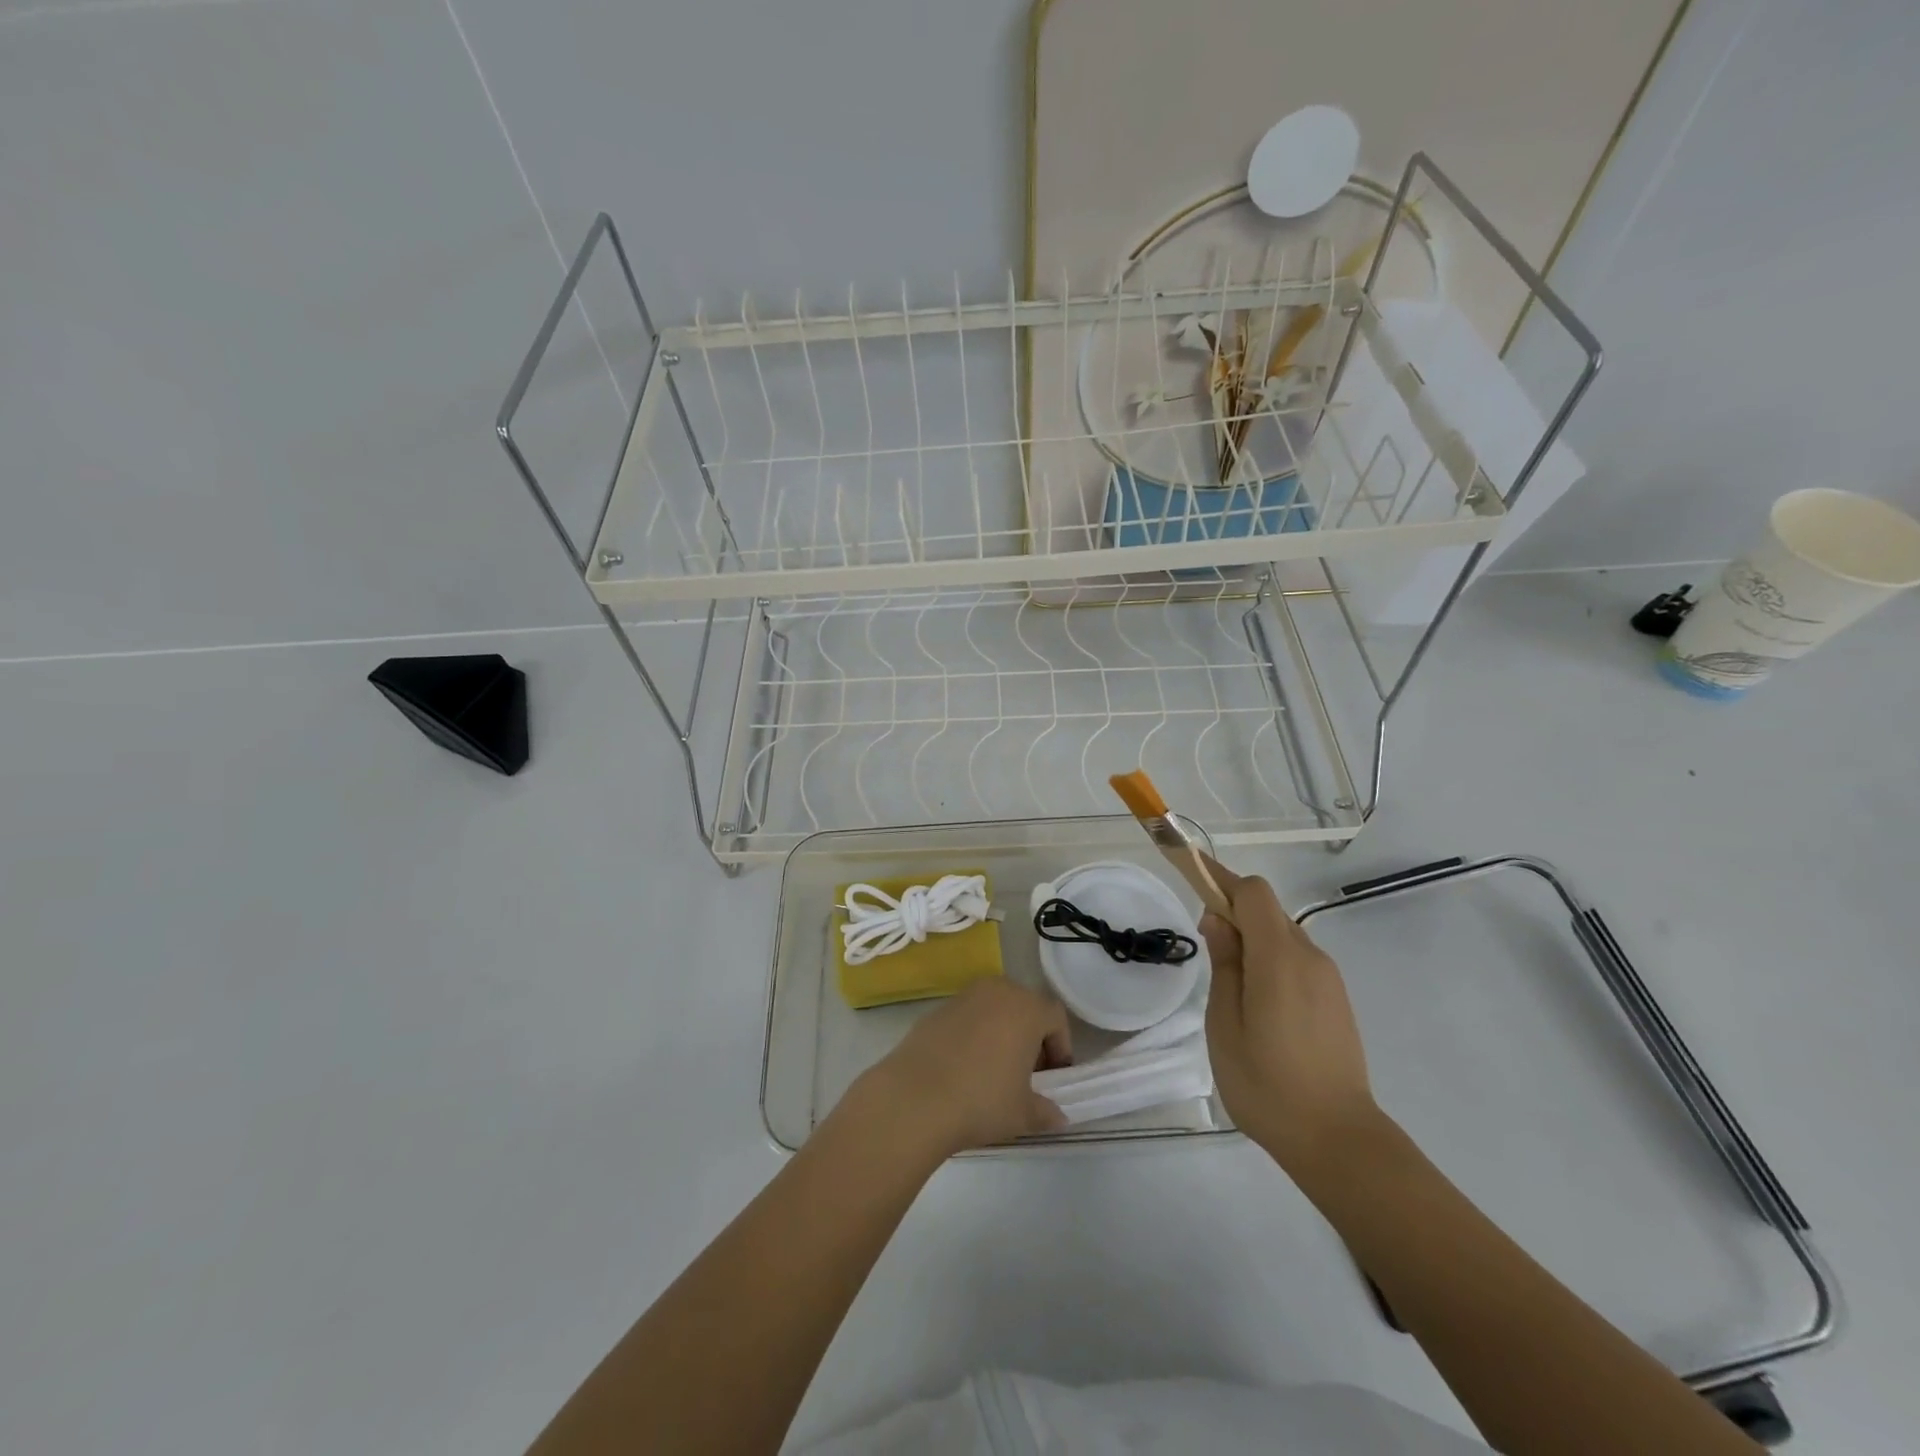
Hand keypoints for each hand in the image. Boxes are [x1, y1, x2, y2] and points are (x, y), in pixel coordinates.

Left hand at [852, 979, 1073, 1158]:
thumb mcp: (1022, 1114)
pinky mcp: (936, 1009)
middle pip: (1024, 1006)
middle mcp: (997, 991)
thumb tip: (1057, 1116)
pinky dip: (973, 1034)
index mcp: (1026, 1008)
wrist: (914, 1097)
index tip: (1053, 1076)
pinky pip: (967, 1017)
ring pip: (994, 1008)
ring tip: (994, 1070)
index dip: (1060, 1046)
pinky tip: (963, 1068)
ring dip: (1001, 1032)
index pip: (1055, 1017)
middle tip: (1026, 1073)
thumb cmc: (981, 1100)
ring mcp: (964, 996)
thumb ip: (1045, 1111)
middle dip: (1030, 1036)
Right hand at [1201, 863, 1379, 1175]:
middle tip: (1208, 949)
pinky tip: (1260, 1007)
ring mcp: (1329, 979)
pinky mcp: (1337, 1000)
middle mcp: (1310, 956)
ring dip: (1253, 941)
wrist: (1338, 1140)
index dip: (1222, 881)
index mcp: (1280, 957)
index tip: (1193, 884)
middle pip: (1269, 911)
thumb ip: (1224, 964)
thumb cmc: (1267, 1083)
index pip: (1253, 892)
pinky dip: (1272, 963)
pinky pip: (1298, 961)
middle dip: (1234, 914)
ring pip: (1283, 936)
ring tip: (1231, 989)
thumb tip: (1218, 919)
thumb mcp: (1224, 1022)